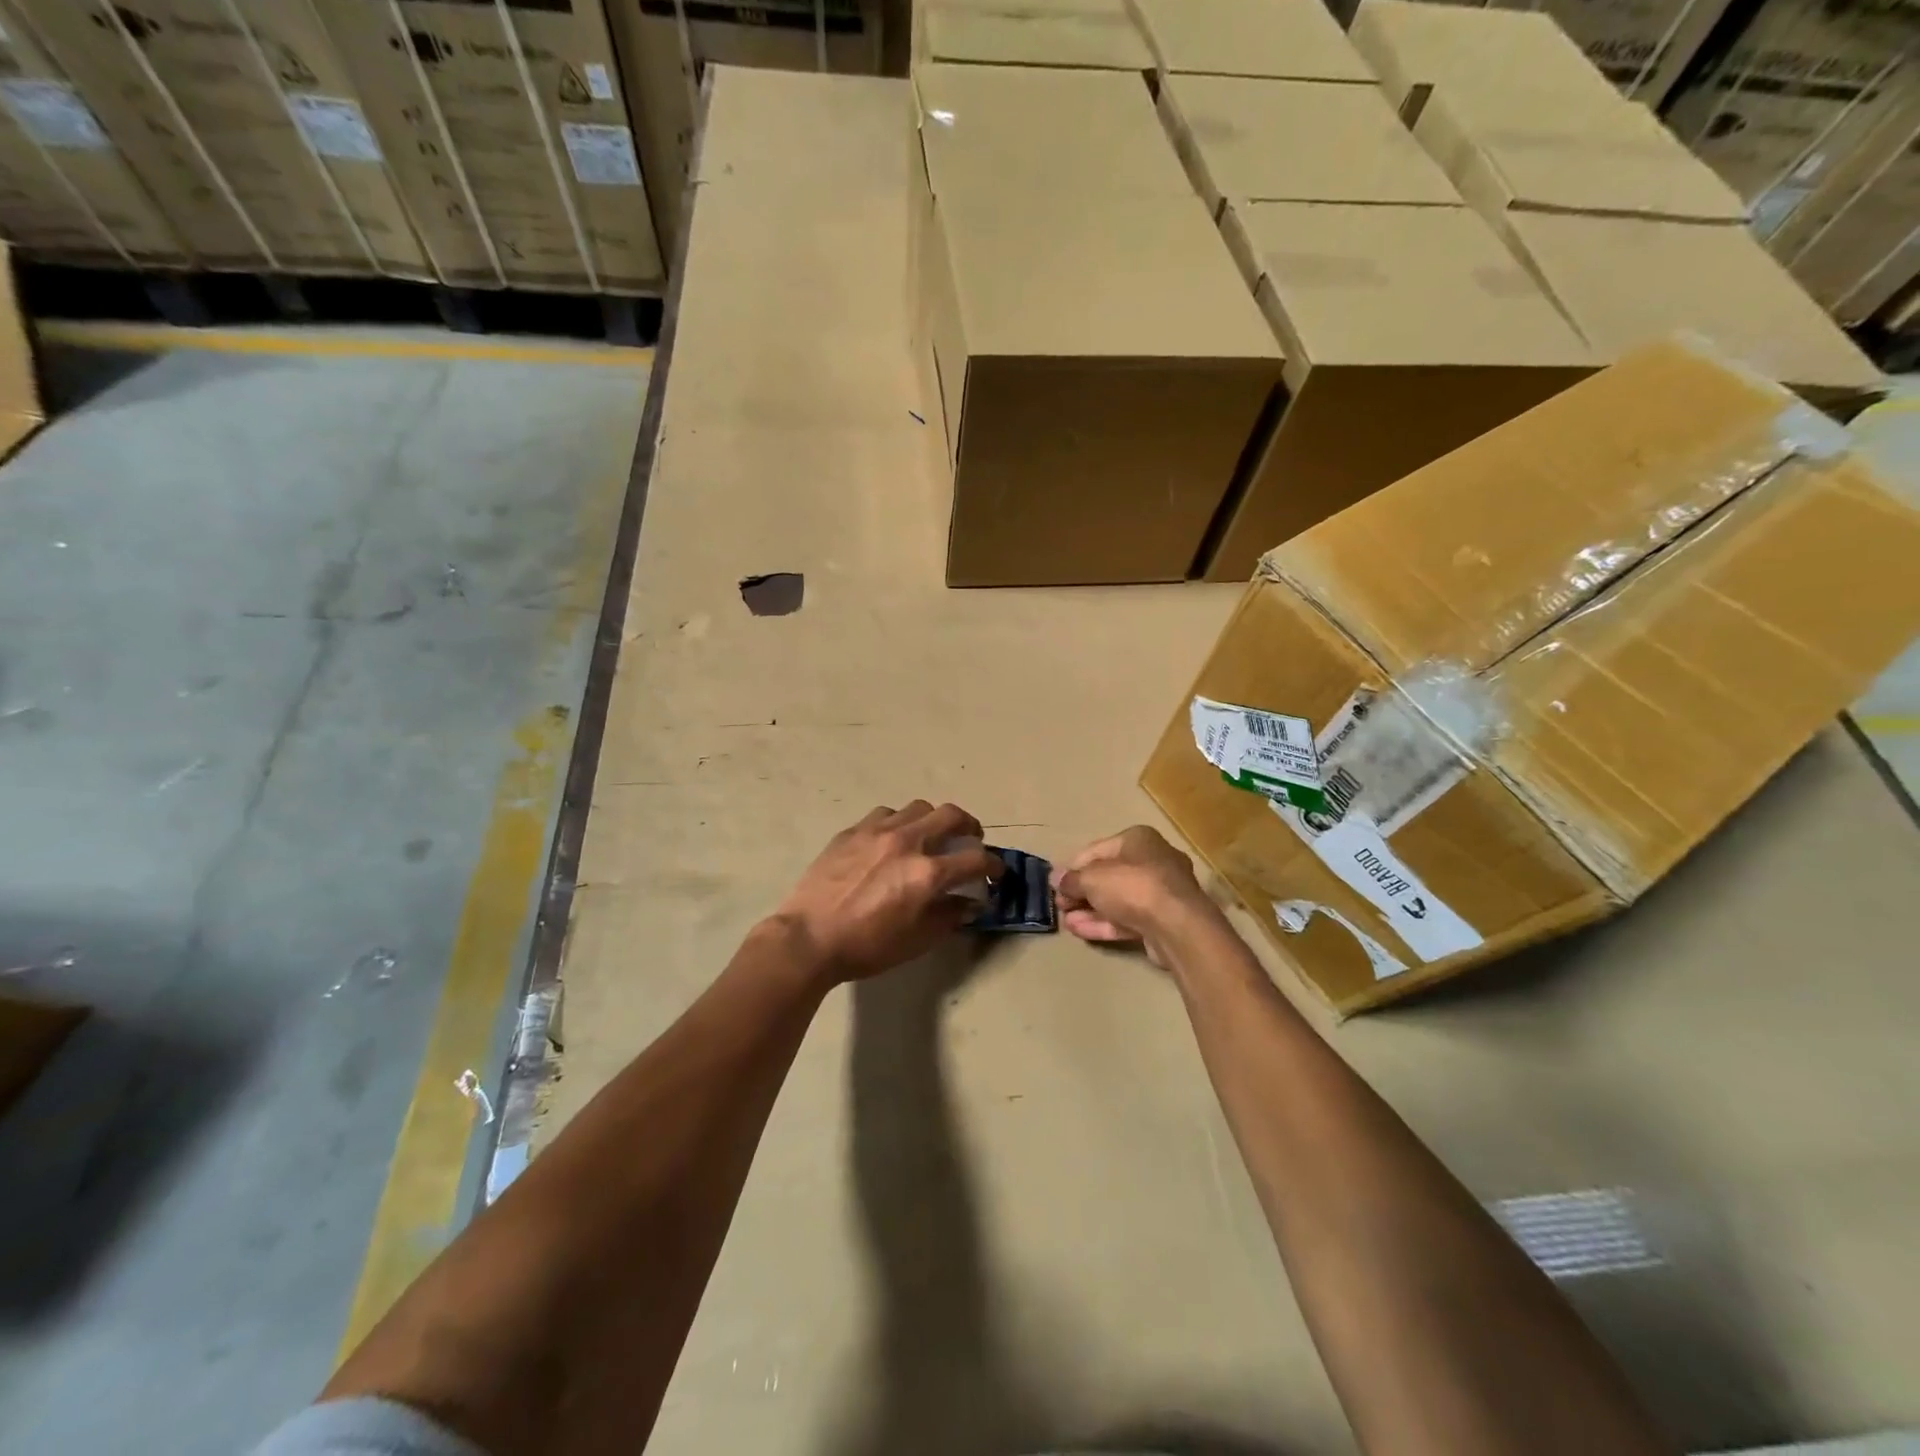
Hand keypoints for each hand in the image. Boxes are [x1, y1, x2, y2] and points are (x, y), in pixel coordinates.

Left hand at [772, 802, 1001, 981]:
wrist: (808, 938)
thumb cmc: (866, 946)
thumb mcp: (917, 940)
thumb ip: (949, 916)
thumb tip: (970, 903)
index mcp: (927, 873)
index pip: (976, 859)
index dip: (994, 865)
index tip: (996, 872)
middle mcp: (908, 842)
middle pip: (952, 815)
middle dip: (970, 827)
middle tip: (969, 841)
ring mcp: (878, 831)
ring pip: (918, 808)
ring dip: (933, 820)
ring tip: (930, 836)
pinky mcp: (853, 830)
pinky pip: (886, 814)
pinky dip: (899, 823)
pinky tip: (892, 840)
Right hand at [1050, 826, 1224, 967]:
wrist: (1177, 926)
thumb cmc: (1133, 887)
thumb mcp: (1092, 879)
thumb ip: (1072, 879)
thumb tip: (1056, 879)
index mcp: (1138, 839)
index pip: (1096, 850)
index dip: (1072, 867)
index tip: (1056, 884)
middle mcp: (1153, 860)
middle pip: (1108, 875)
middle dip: (1081, 891)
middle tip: (1060, 905)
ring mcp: (1161, 892)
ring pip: (1118, 899)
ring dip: (1089, 910)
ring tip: (1066, 922)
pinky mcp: (1163, 920)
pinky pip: (1128, 918)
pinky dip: (1104, 923)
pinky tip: (1080, 931)